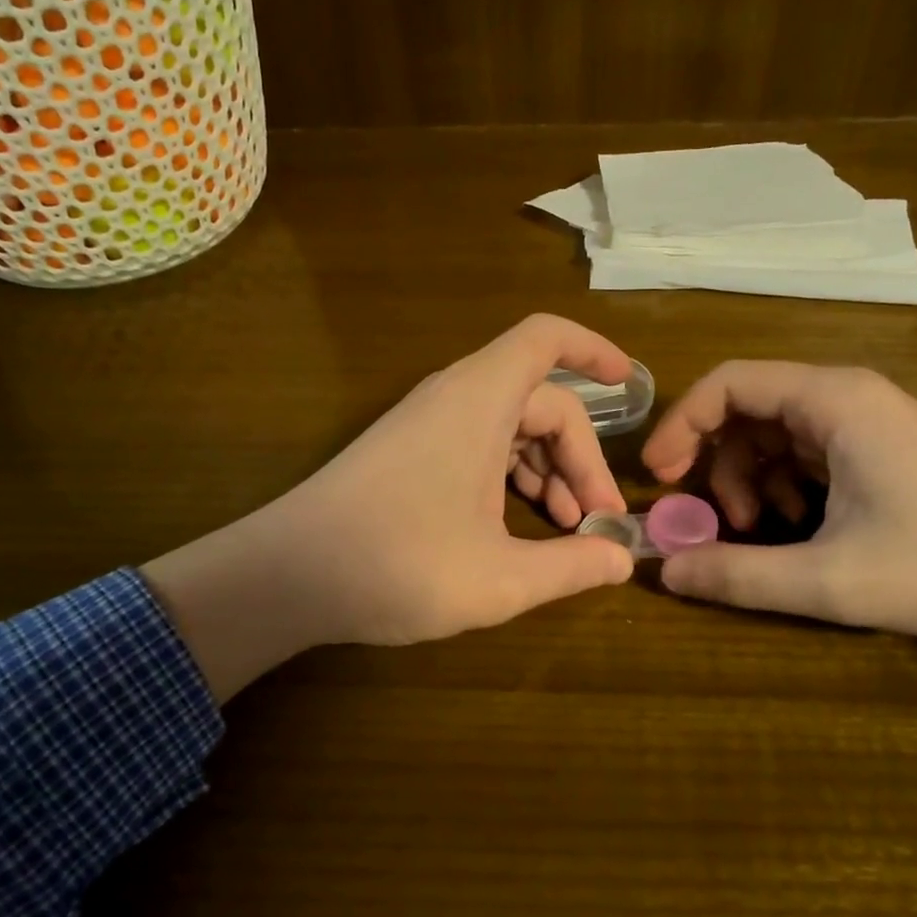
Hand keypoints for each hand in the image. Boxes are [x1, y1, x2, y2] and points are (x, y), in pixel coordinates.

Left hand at [143, 315, 636, 700]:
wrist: (286, 576)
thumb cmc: (399, 565)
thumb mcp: (500, 577)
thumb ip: (570, 566)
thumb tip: (622, 560)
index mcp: (480, 401)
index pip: (546, 339)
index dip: (593, 350)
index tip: (630, 384)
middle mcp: (453, 398)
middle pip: (539, 400)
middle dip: (580, 455)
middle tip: (598, 520)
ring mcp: (426, 424)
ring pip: (508, 425)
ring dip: (546, 469)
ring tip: (566, 529)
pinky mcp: (407, 451)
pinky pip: (477, 443)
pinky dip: (509, 475)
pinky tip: (518, 527)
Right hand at [642, 363, 916, 676]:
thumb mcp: (835, 580)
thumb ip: (741, 575)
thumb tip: (664, 570)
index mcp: (834, 401)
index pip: (728, 382)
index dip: (682, 423)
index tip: (659, 475)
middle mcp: (845, 397)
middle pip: (745, 408)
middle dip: (714, 462)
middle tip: (707, 519)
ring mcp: (864, 422)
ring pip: (771, 433)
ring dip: (748, 479)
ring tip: (760, 533)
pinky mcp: (877, 448)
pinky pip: (803, 453)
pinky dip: (781, 486)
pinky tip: (797, 529)